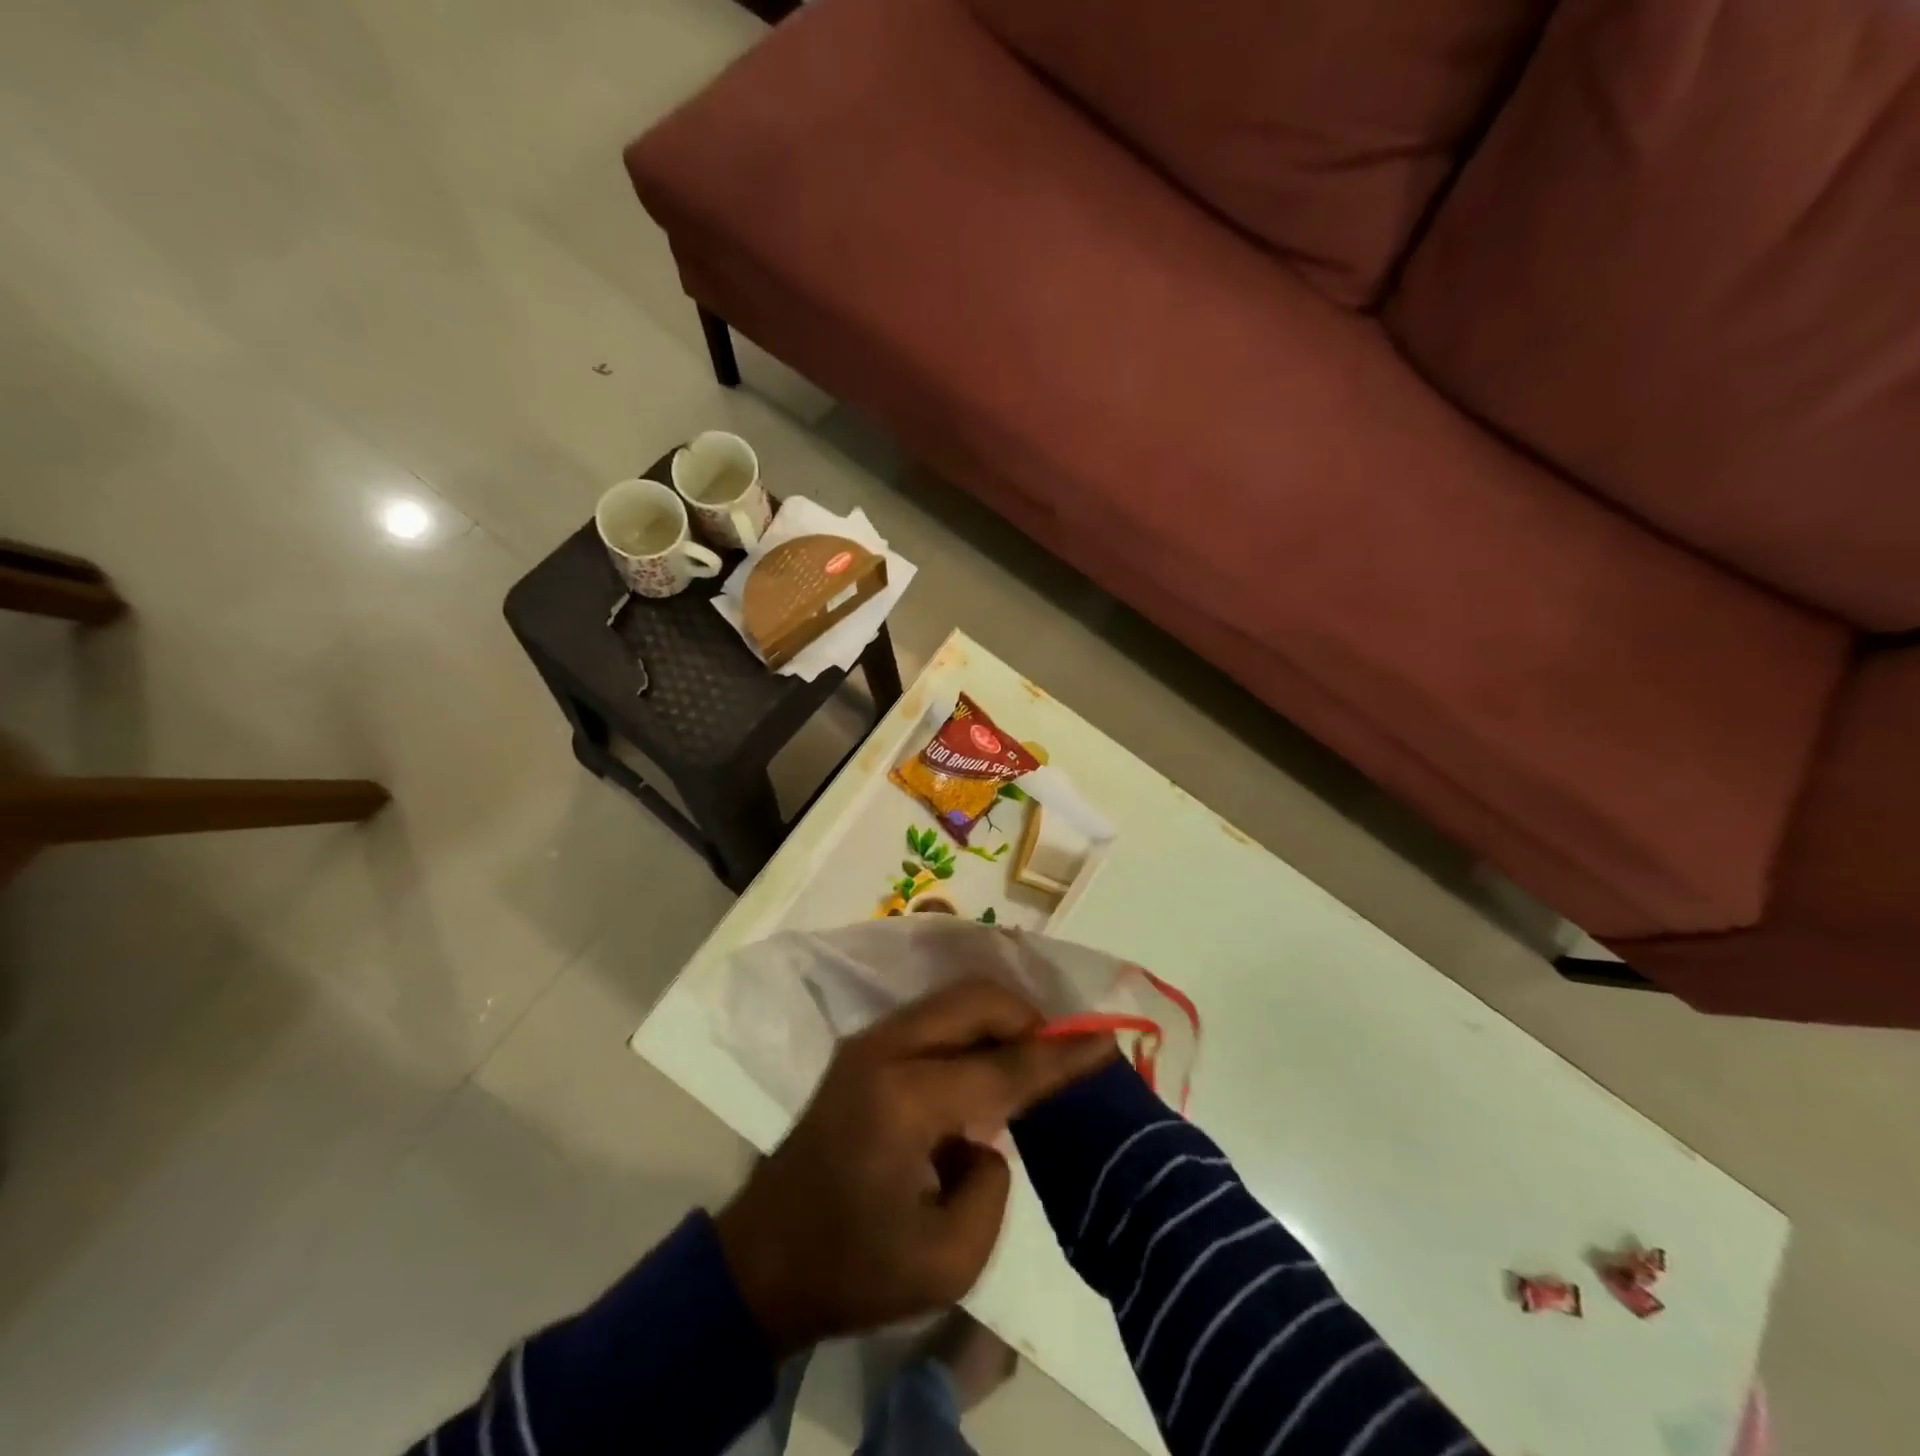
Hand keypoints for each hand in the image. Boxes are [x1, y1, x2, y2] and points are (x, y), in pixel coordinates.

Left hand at [713, 977, 1115, 1356]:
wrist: (760, 1262)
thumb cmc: (852, 1270)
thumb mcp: (944, 1262)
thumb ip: (992, 1188)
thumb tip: (989, 1136)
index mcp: (903, 1101)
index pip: (1001, 1066)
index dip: (1060, 1057)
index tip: (1106, 1043)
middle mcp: (884, 1051)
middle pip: (973, 1001)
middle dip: (1027, 1019)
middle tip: (1062, 1056)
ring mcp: (867, 1043)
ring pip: (952, 1000)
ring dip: (998, 1020)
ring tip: (1030, 1062)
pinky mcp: (861, 1050)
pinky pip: (933, 1019)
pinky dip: (971, 1030)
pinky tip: (986, 1069)